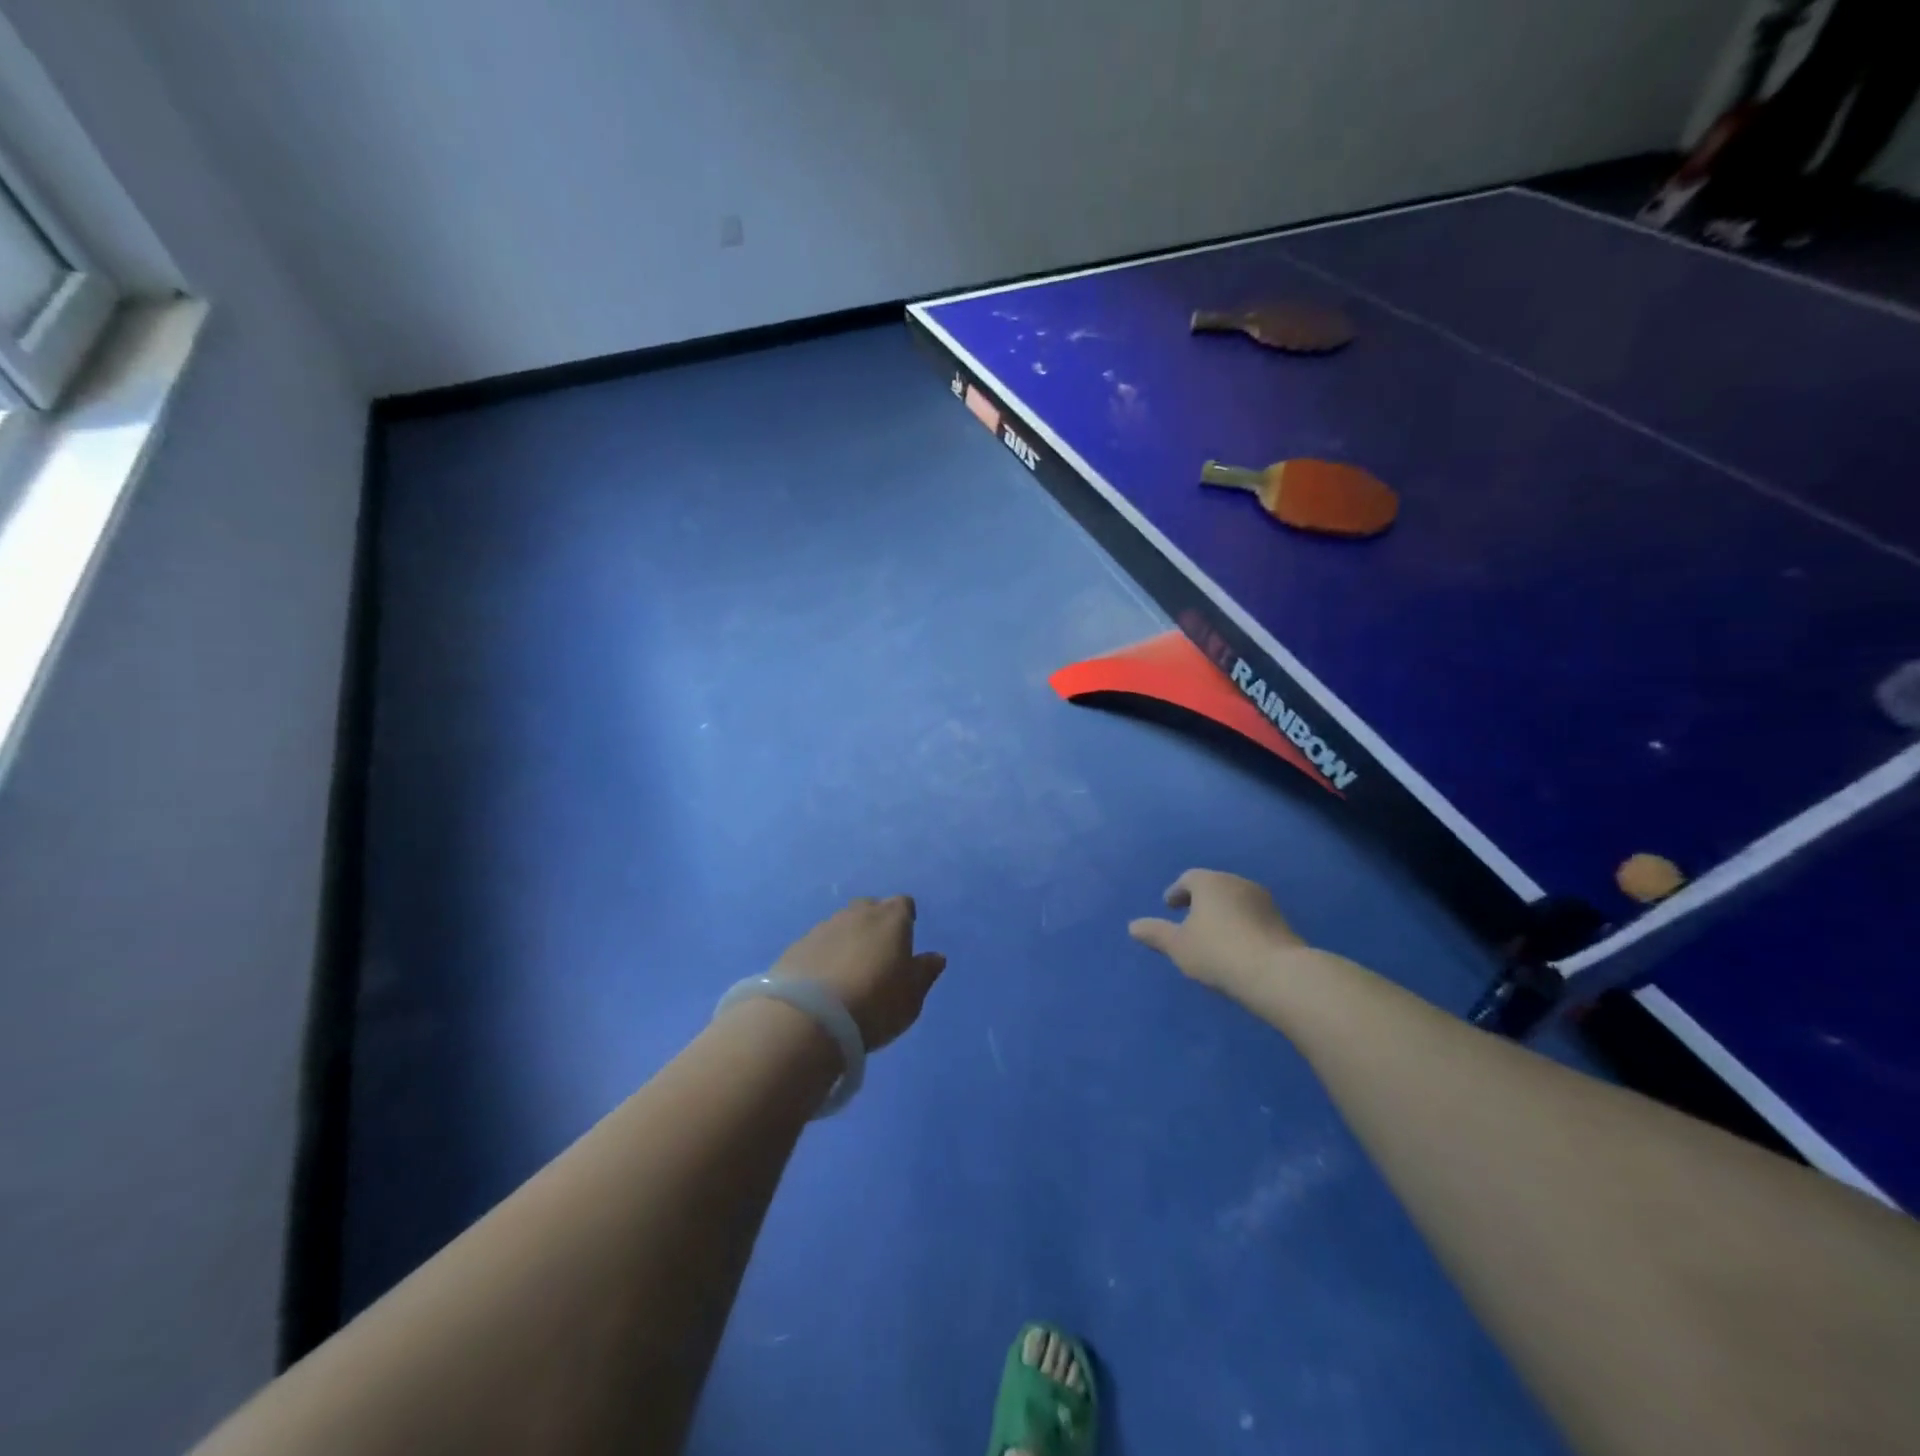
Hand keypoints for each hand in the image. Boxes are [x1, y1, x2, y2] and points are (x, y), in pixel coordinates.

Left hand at [776, 896, 946, 1050]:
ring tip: (847, 972)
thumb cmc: (875, 1003)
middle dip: (874, 925)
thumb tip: (936, 957)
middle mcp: (856, 914)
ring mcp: (823, 927)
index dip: (905, 919)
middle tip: (877, 955)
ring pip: (841, 925)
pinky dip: (823, 956)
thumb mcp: (911, 996)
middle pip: (870, 908)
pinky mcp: (796, 946)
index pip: (903, 904)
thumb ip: (924, 973)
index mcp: (891, 919)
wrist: (809, 1018)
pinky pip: (817, 945)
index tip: (905, 939)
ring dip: (846, 940)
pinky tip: (821, 982)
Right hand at [1128, 869, 1309, 995]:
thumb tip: (1133, 926)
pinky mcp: (1282, 921)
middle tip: (1189, 918)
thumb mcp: (1178, 946)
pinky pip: (1252, 917)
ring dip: (1223, 912)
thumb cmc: (1217, 952)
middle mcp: (1237, 882)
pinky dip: (1241, 925)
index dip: (1176, 892)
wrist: (1277, 973)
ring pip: (1235, 900)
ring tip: (1213, 934)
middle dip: (1200, 900)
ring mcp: (1263, 900)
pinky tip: (1237, 945)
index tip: (1169, 907)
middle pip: (1213, 886)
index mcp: (1209, 882)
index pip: (1188, 879)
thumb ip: (1155, 933)